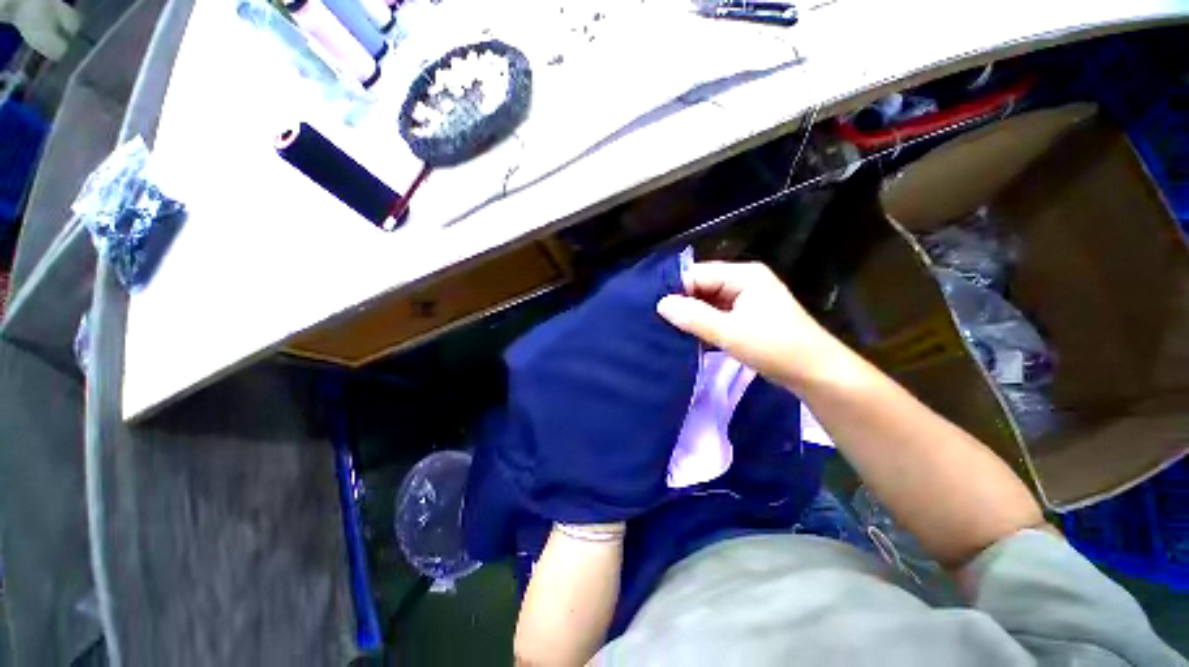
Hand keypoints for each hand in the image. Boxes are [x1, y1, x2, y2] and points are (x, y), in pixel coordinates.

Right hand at [656, 261, 843, 388]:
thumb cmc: (775, 347)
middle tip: (658, 322)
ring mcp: (746, 299)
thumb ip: (694, 317)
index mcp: (743, 275)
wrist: (816, 373)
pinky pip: (717, 314)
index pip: (698, 274)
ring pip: (708, 302)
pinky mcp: (747, 316)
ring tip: (668, 330)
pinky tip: (689, 336)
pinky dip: (704, 325)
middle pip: (702, 286)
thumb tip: (661, 304)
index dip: (676, 290)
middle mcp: (744, 281)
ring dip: (693, 316)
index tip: (655, 311)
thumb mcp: (730, 333)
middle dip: (683, 304)